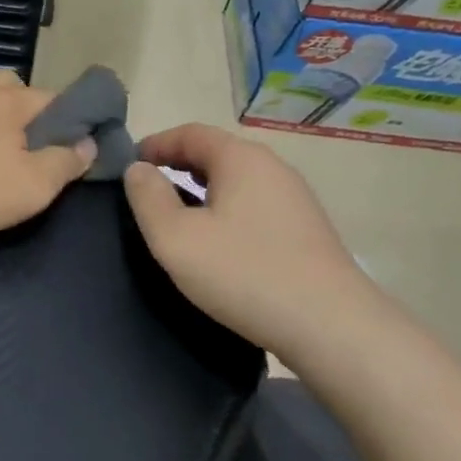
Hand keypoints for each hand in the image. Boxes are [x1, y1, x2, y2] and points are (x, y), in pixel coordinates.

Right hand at [122, 124, 384, 356]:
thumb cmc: (244, 273)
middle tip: (148, 191)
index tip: (129, 165)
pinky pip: (254, 204)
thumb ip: (148, 198)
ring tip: (177, 217)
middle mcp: (272, 167)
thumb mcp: (176, 238)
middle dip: (177, 165)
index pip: (190, 133)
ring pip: (237, 180)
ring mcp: (294, 198)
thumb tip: (138, 169)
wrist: (331, 327)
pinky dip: (226, 209)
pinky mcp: (306, 229)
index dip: (155, 144)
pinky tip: (218, 242)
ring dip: (202, 189)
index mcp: (241, 158)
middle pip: (216, 153)